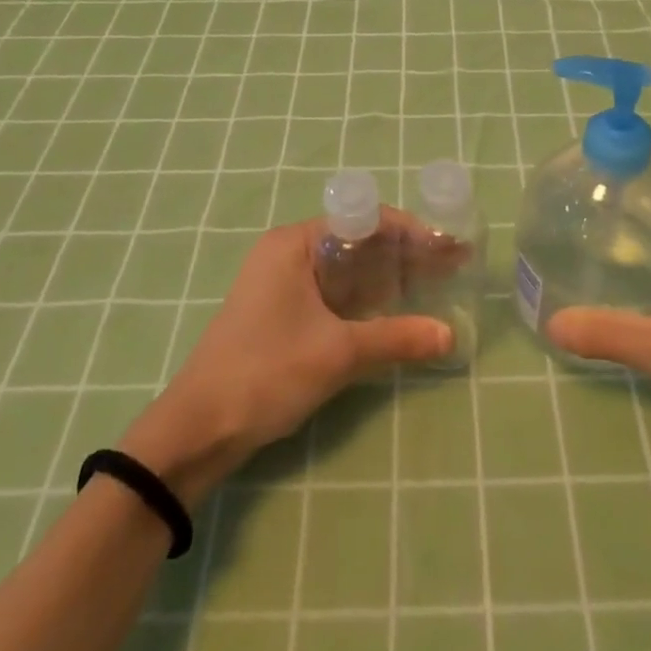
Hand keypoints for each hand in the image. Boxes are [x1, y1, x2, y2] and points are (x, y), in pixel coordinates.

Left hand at [121, 215, 451, 505]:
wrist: (198, 430)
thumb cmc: (266, 373)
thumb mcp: (338, 353)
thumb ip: (396, 339)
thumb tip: (450, 335)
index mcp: (295, 243)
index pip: (365, 220)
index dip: (411, 232)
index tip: (449, 246)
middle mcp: (288, 252)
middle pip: (358, 242)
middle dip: (406, 254)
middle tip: (452, 266)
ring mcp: (282, 282)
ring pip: (347, 269)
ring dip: (388, 277)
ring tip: (435, 284)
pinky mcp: (281, 311)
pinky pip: (333, 293)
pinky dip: (366, 298)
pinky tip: (395, 310)